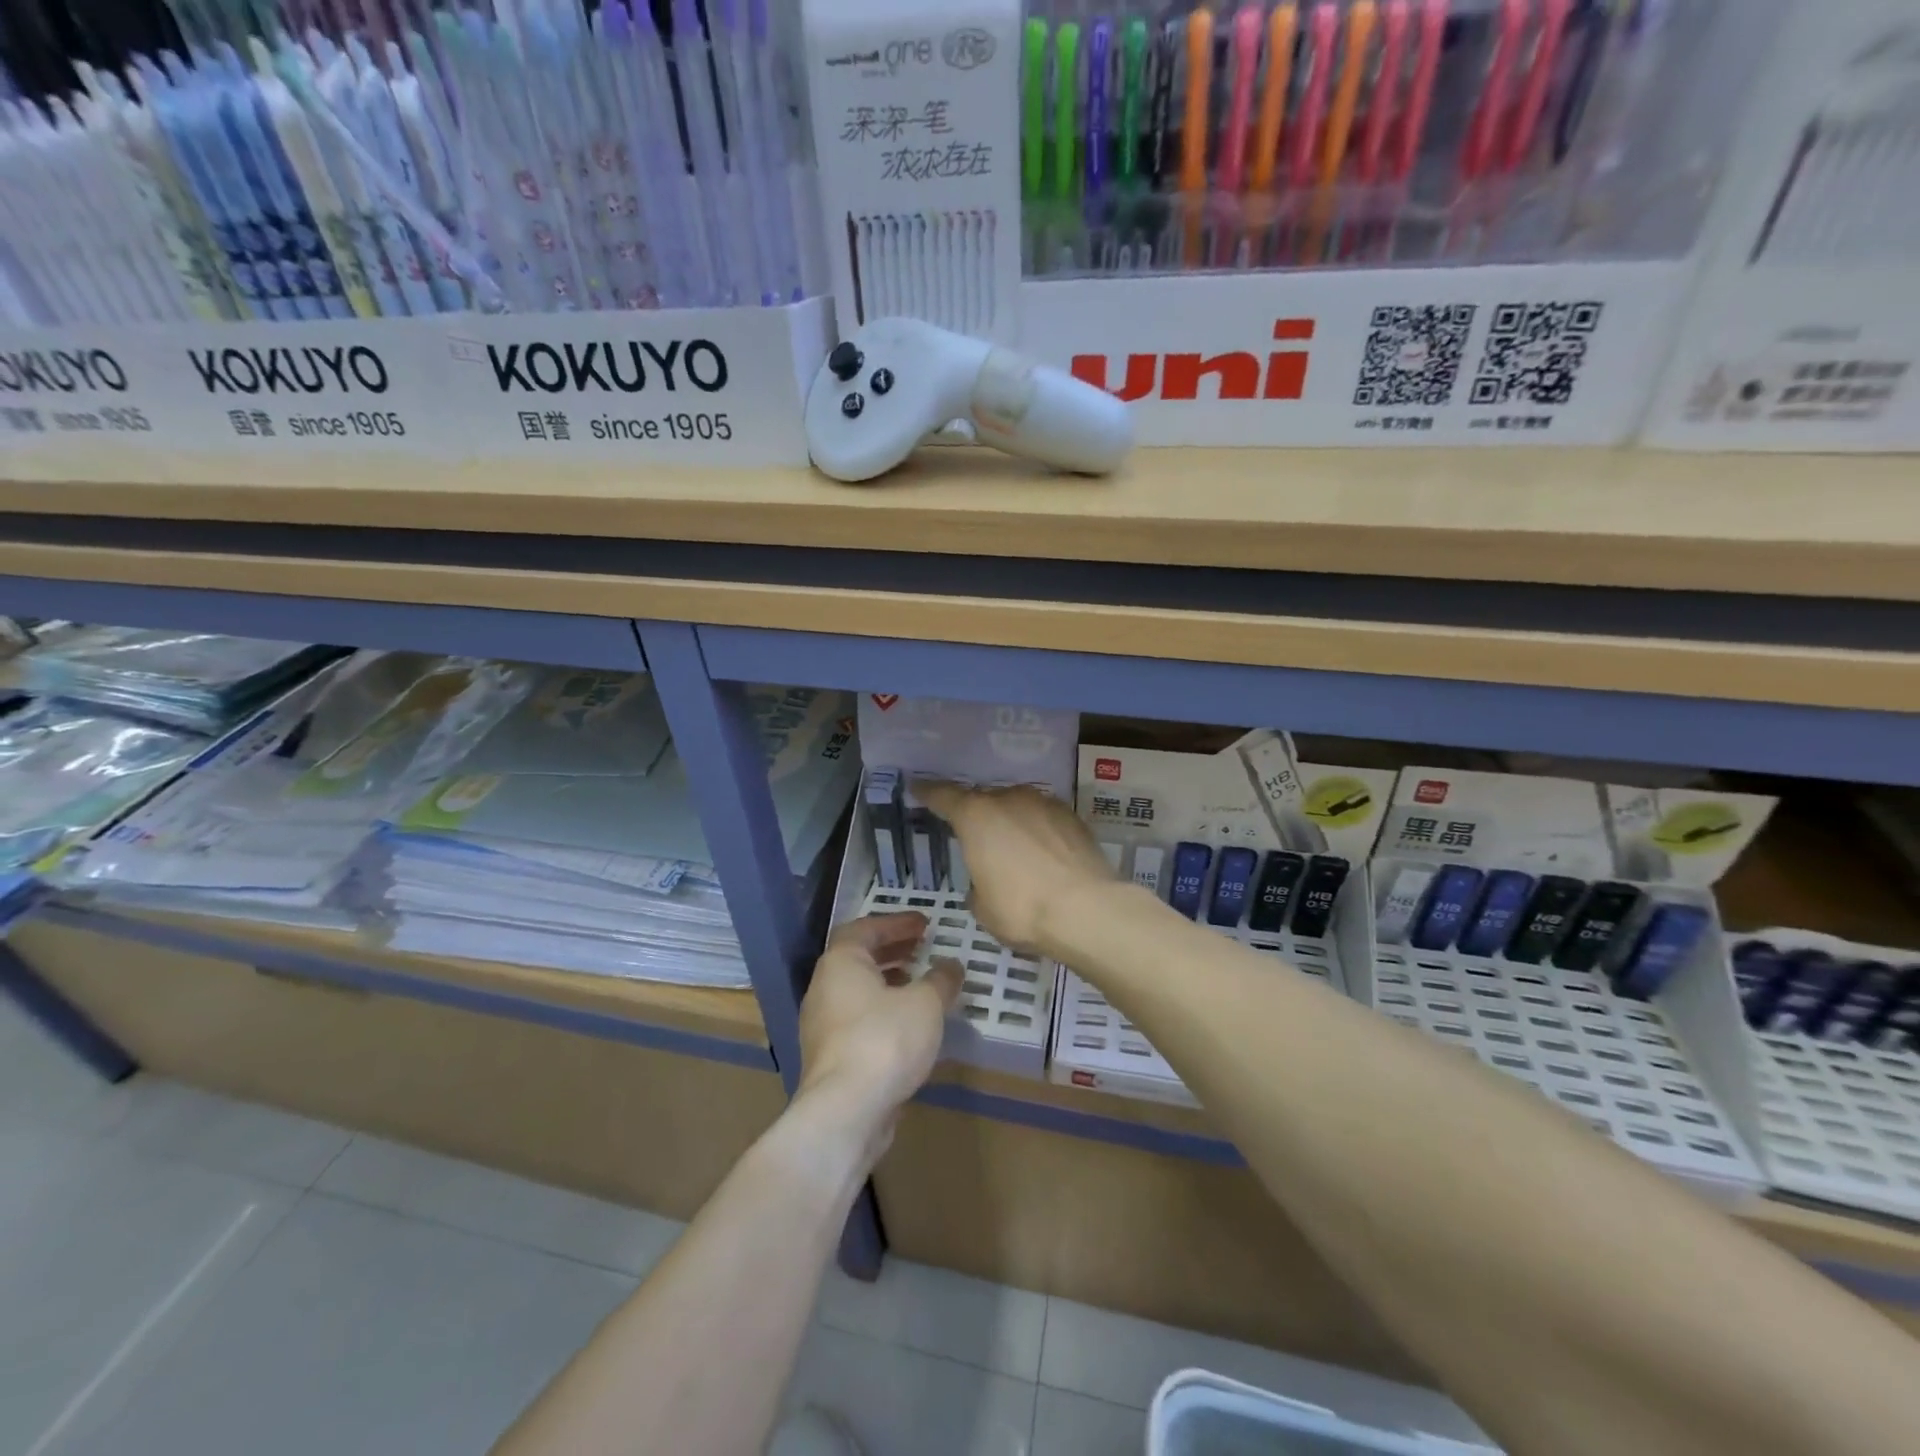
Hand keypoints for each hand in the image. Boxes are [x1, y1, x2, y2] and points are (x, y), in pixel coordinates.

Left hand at [796, 913, 960, 1160]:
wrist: (845, 1111)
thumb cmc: (885, 1040)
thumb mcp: (925, 1003)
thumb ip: (941, 980)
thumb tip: (951, 966)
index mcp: (841, 962)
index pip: (866, 928)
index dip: (896, 923)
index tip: (925, 924)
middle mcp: (824, 987)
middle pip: (858, 958)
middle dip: (892, 951)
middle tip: (922, 948)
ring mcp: (822, 1025)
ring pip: (858, 991)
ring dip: (888, 983)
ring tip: (920, 985)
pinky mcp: (829, 1057)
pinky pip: (858, 1020)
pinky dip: (883, 1012)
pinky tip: (909, 1025)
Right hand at [913, 780, 1116, 955]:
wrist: (1087, 909)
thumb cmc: (1022, 909)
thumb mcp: (983, 906)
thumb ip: (978, 884)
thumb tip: (988, 879)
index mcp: (975, 816)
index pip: (943, 796)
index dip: (928, 793)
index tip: (918, 788)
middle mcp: (1008, 799)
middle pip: (985, 800)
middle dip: (979, 817)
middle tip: (978, 840)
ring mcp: (1044, 803)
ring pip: (1018, 807)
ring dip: (1012, 823)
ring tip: (1015, 851)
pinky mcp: (1072, 816)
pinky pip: (1044, 819)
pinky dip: (1038, 831)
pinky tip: (1043, 855)